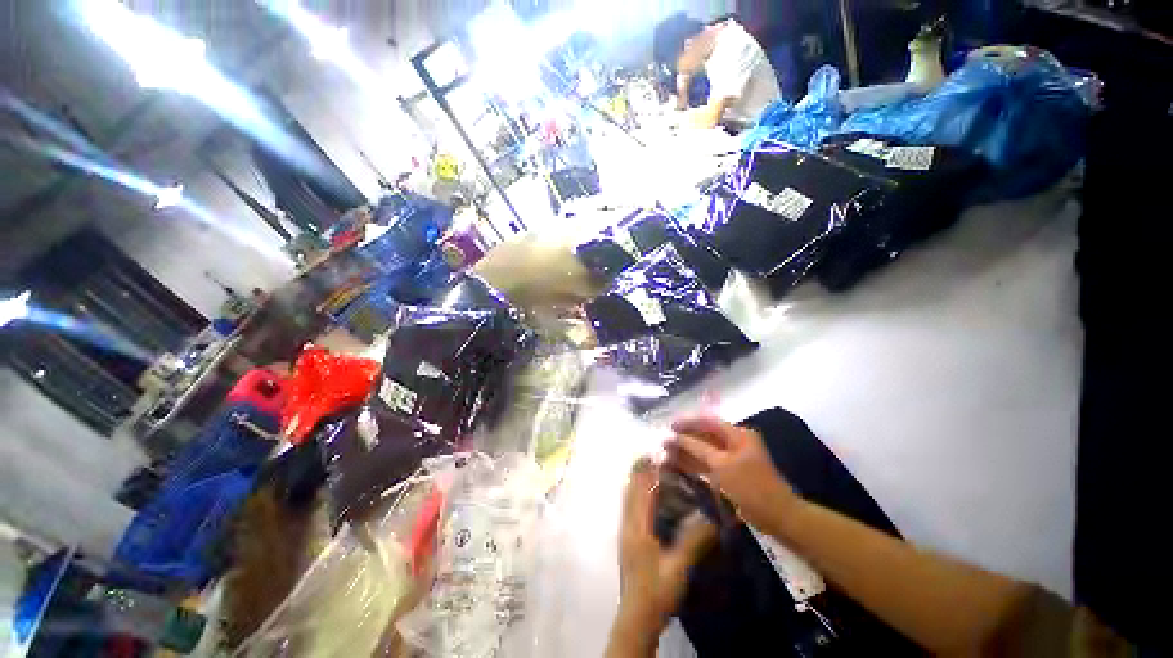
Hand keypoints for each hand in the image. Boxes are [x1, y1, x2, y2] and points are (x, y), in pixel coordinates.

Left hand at [615, 457, 715, 638]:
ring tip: (649, 469)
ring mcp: (625, 531)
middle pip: (630, 489)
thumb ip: (693, 542)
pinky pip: (627, 507)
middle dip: (639, 470)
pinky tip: (644, 495)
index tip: (655, 454)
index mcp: (638, 528)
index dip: (647, 471)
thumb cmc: (657, 592)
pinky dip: (634, 493)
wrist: (637, 617)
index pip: (641, 491)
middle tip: (652, 456)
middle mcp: (627, 524)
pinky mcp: (626, 539)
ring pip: (626, 497)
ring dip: (635, 480)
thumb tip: (710, 518)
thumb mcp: (678, 569)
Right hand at [666, 416, 797, 535]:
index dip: (688, 423)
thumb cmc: (750, 486)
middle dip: (685, 439)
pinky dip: (694, 464)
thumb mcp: (721, 464)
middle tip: (665, 442)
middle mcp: (735, 443)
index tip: (670, 426)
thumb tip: (674, 437)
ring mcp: (732, 460)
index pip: (708, 422)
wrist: (776, 516)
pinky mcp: (729, 474)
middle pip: (705, 436)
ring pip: (704, 451)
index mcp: (738, 435)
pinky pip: (708, 465)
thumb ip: (697, 448)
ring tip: (666, 453)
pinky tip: (678, 465)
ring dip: (687, 452)